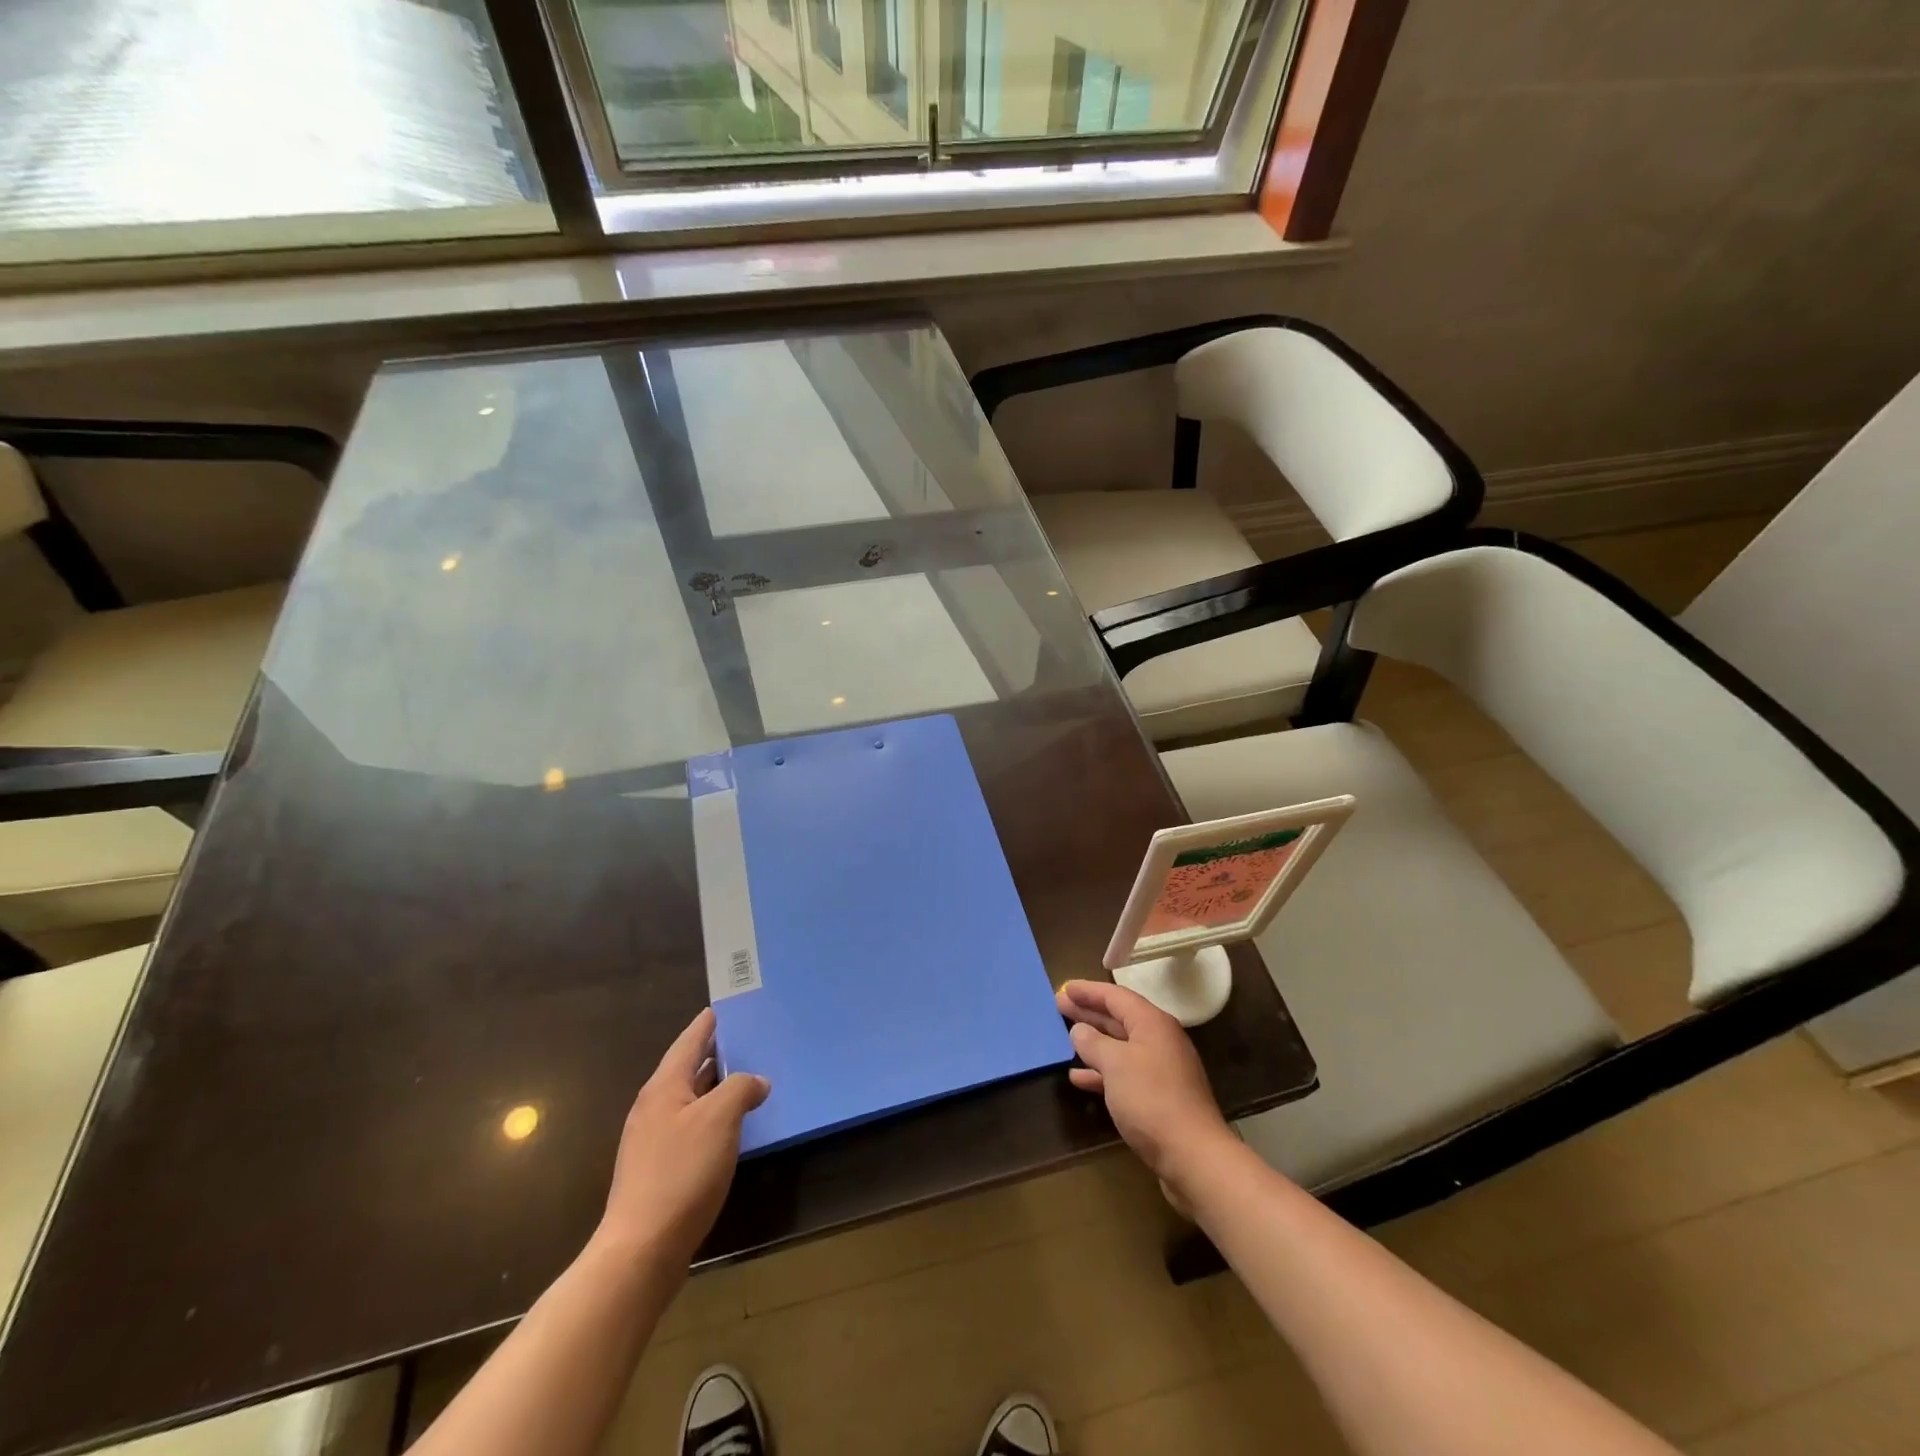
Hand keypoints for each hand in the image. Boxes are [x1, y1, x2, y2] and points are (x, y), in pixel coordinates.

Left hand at [596, 1008, 769, 1270]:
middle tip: (747, 1038)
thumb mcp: (720, 1119)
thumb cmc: (681, 1173)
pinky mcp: (658, 1171)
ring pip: (690, 1100)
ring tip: (747, 1078)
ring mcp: (652, 1142)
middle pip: (688, 1069)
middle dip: (715, 1054)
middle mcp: (654, 1108)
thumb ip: (740, 1088)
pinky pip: (691, 1128)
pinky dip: (713, 1118)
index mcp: (664, 1087)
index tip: (725, 1006)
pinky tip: (732, 1128)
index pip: (689, 1041)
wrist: (640, 1251)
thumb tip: (756, 1082)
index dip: (708, 1023)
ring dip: (716, 1088)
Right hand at [1057, 979, 1235, 1199]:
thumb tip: (1079, 1030)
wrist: (1193, 1155)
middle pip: (1118, 1018)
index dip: (1088, 991)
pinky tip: (1078, 1077)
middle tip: (1059, 1005)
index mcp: (1152, 1023)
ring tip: (1065, 1036)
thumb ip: (1093, 1043)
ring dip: (1093, 1041)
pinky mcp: (1158, 1096)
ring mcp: (1160, 1069)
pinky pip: (1124, 1073)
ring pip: (1120, 1046)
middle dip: (1088, 1012)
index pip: (1115, 996)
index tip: (1064, 988)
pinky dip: (1102, 1071)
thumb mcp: (1115, 1064)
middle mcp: (1159, 1040)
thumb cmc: (1151, 1099)